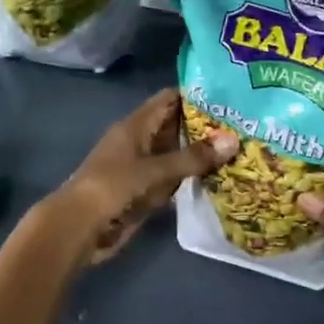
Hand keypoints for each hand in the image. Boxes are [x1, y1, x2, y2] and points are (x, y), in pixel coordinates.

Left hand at [36, 89, 238, 266]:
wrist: (79, 228)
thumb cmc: (111, 188)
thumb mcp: (154, 170)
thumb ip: (192, 157)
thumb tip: (233, 140)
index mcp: (136, 126)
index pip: (169, 100)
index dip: (196, 95)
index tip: (229, 95)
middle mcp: (140, 142)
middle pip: (176, 127)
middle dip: (205, 127)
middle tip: (244, 125)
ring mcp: (142, 168)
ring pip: (177, 155)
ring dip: (201, 155)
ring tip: (241, 149)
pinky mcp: (145, 193)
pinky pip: (173, 180)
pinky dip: (192, 179)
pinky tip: (219, 180)